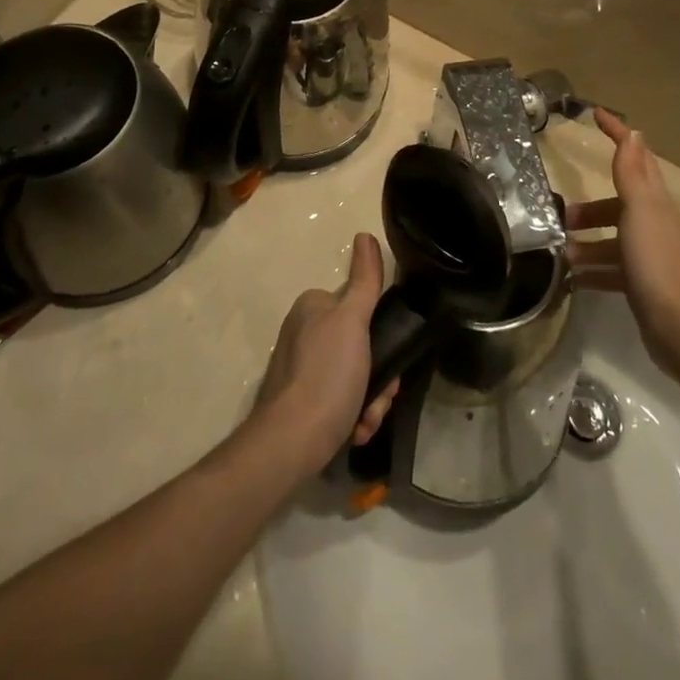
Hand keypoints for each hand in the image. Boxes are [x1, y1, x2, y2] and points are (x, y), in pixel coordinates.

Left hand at [256, 232, 399, 472]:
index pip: (359, 310)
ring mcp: (300, 370)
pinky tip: (354, 431)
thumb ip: (365, 280)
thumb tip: (364, 235)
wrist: (290, 444)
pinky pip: (339, 401)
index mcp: (312, 308)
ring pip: (354, 377)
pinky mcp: (300, 403)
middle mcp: (303, 333)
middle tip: (380, 398)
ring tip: (365, 421)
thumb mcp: (353, 321)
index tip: (389, 359)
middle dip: (377, 377)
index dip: (381, 336)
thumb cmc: (326, 375)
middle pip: (360, 347)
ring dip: (369, 401)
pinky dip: (352, 416)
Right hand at [565, 109, 679, 368]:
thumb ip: (632, 173)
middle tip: (562, 213)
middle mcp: (652, 224)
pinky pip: (609, 269)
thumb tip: (634, 132)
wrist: (677, 325)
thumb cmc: (654, 259)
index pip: (636, 156)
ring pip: (610, 239)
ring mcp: (647, 255)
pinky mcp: (639, 283)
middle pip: (617, 204)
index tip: (596, 114)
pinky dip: (590, 271)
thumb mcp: (638, 209)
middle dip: (589, 207)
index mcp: (654, 202)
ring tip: (559, 252)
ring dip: (585, 242)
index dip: (618, 134)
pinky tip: (571, 279)